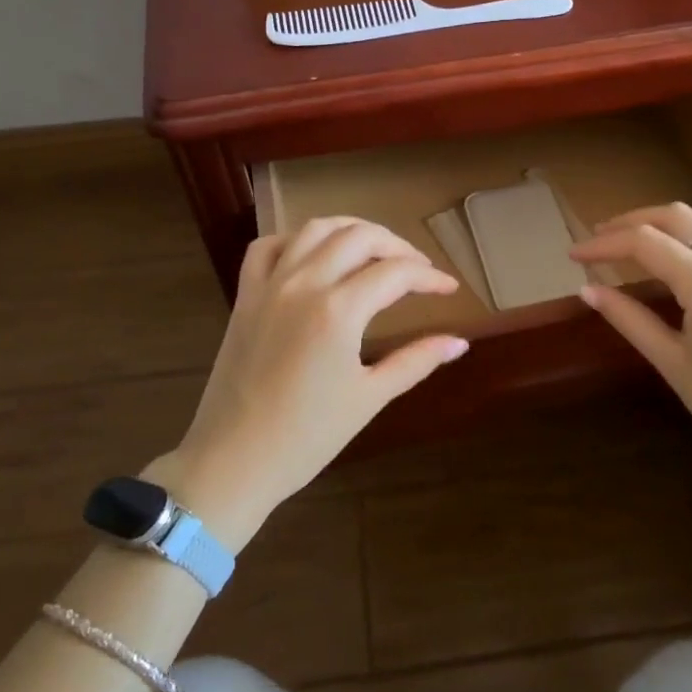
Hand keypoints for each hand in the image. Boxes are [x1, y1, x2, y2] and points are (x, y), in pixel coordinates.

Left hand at [148, 218, 467, 548]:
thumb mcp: (370, 397)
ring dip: (351, 230)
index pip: (395, 273)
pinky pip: (267, 247)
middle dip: (397, 246)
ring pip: (315, 230)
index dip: (429, 278)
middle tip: (418, 269)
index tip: (449, 288)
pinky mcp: (244, 296)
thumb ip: (416, 361)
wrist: (232, 461)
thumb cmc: (307, 437)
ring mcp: (269, 285)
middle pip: (359, 237)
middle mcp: (304, 284)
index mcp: (338, 311)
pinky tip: (314, 255)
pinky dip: (296, 239)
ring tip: (374, 249)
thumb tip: (459, 342)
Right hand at [570, 203, 691, 543]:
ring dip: (665, 219)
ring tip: (636, 237)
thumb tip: (586, 290)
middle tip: (598, 240)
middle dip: (630, 222)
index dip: (603, 245)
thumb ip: (628, 319)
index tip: (573, 255)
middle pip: (673, 217)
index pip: (644, 244)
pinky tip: (687, 246)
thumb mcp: (672, 363)